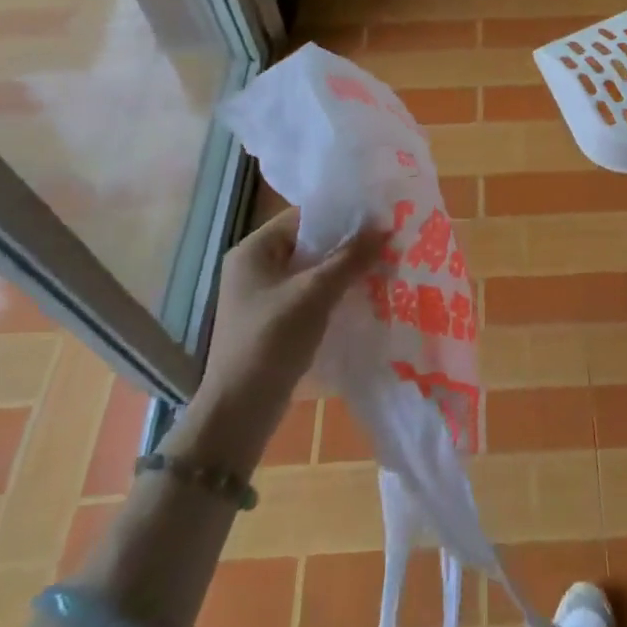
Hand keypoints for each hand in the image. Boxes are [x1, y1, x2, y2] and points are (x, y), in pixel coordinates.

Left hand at [180, 208, 384, 464]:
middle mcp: (253, 268)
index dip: (340, 215)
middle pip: (308, 244)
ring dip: (342, 271)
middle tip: (385, 242)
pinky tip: (362, 297)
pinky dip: (332, 294)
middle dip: (345, 245)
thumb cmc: (272, 339)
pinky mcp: (272, 323)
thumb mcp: (315, 293)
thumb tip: (384, 228)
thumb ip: (350, 258)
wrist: (240, 411)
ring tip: (381, 266)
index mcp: (253, 250)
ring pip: (310, 272)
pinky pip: (308, 296)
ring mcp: (261, 297)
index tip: (377, 217)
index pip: (303, 217)